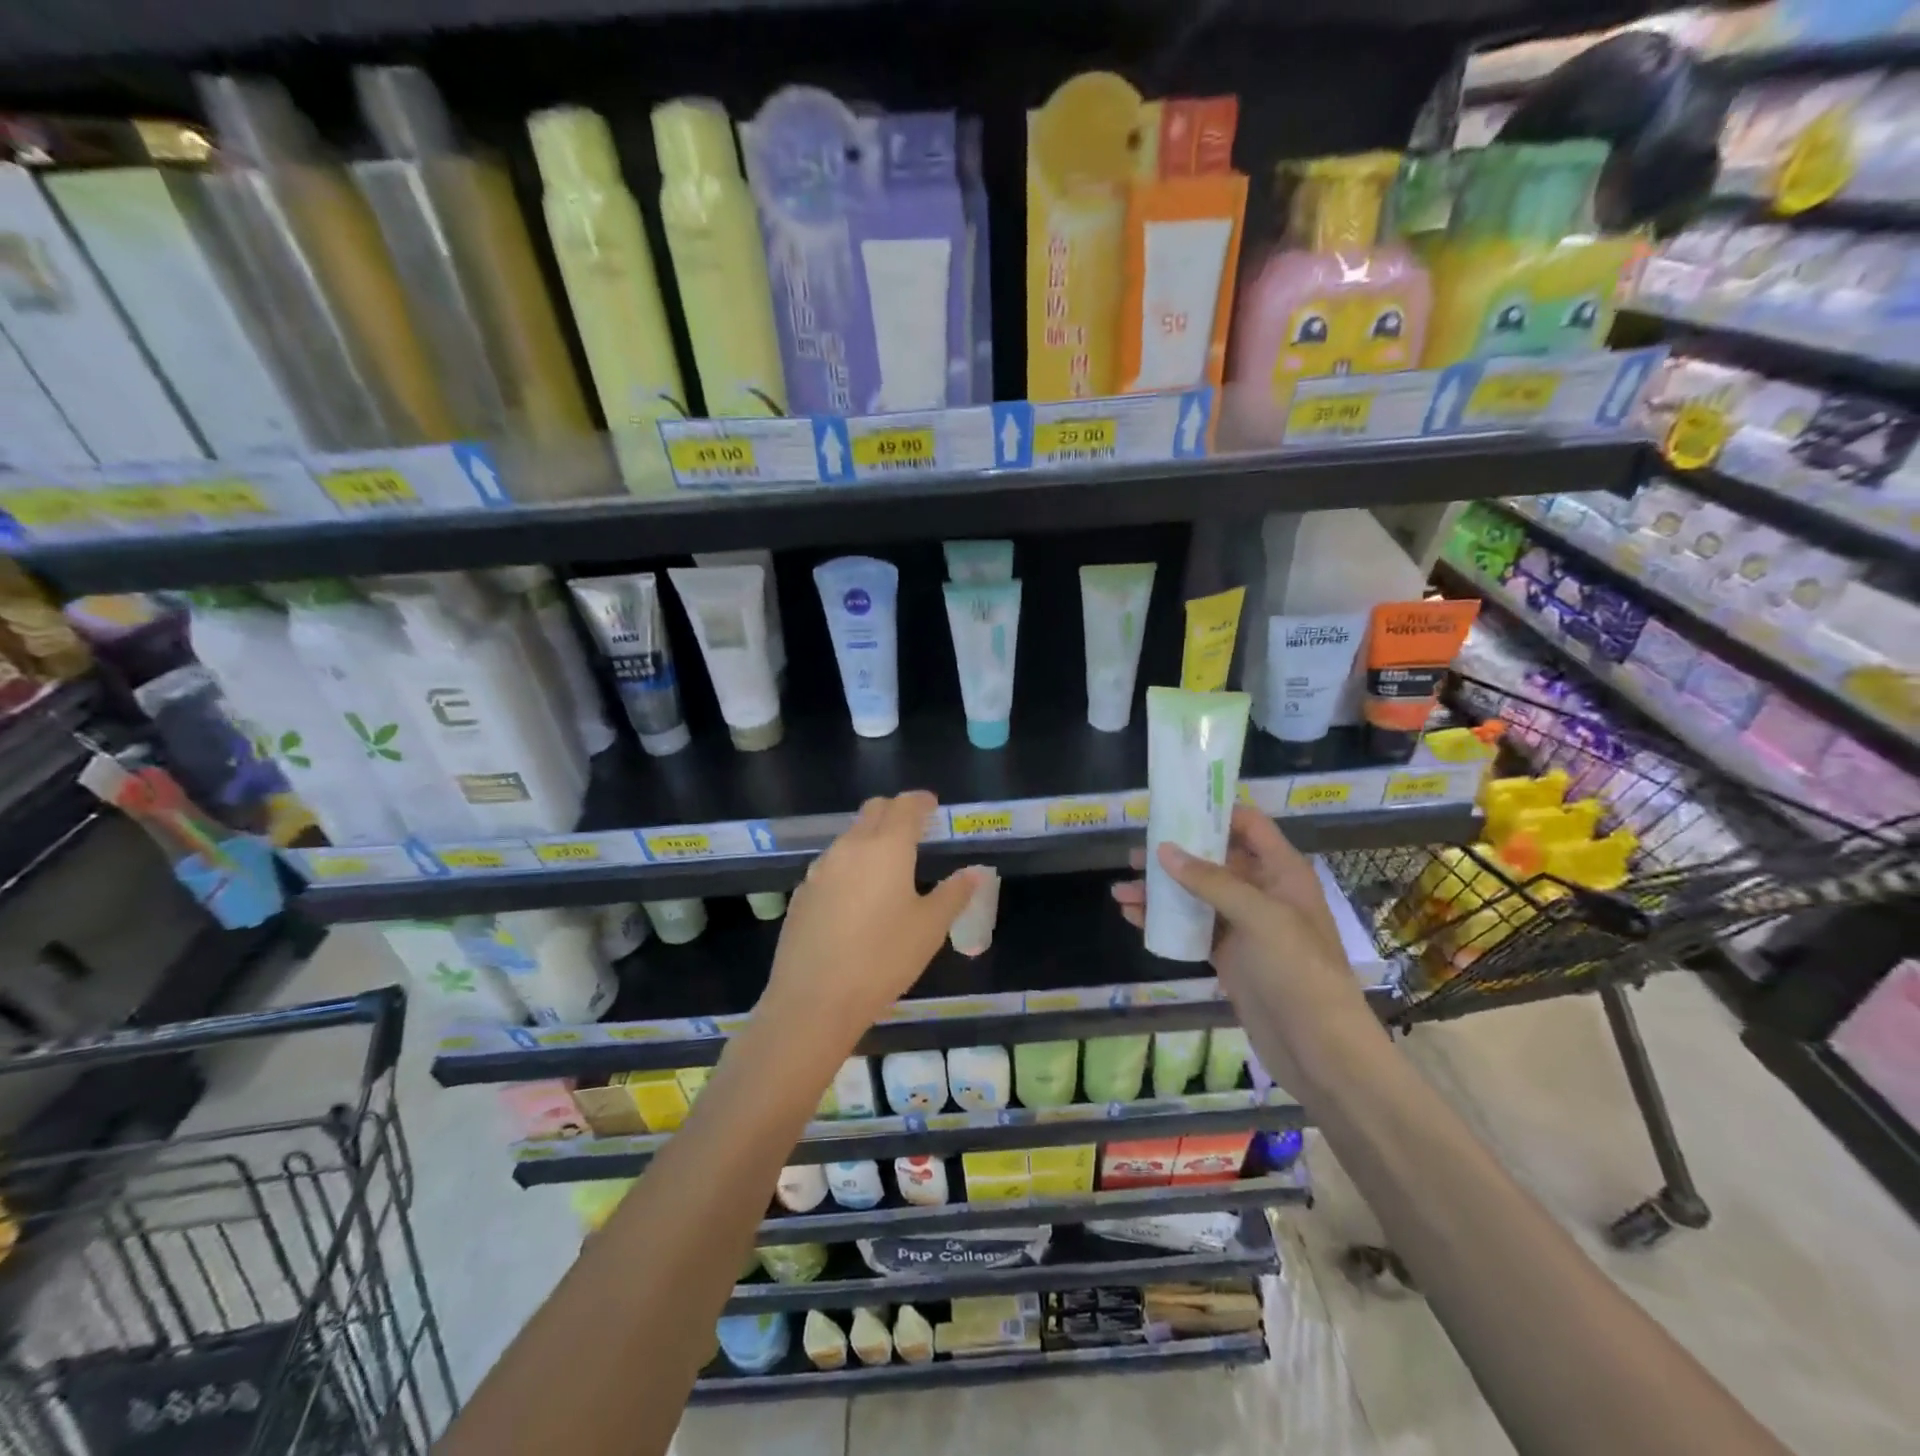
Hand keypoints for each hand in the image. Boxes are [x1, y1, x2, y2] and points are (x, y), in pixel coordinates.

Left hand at [761, 792, 978, 1051]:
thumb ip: (954, 894)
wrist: (814, 999)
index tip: (933, 805)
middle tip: (914, 827)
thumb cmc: (883, 959)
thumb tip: (975, 872)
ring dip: (870, 838)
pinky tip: (857, 896)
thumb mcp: (929, 928)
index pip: (905, 806)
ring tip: (887, 864)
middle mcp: (850, 847)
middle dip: (894, 811)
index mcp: (887, 847)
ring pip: (849, 837)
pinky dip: (850, 865)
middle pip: (873, 811)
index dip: (921, 801)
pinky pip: (831, 865)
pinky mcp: (803, 893)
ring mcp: (820, 869)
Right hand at [1111, 808, 1369, 1087]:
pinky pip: (1191, 927)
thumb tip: (1163, 851)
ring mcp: (1244, 925)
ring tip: (1120, 891)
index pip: (1248, 826)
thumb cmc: (1298, 970)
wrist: (1318, 1047)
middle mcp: (1263, 891)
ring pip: (1196, 895)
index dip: (1213, 812)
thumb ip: (1211, 881)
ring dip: (1160, 891)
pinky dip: (1164, 921)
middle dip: (1174, 855)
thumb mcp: (1259, 916)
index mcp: (1282, 871)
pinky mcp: (1229, 955)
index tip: (1172, 806)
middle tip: (1134, 855)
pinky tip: (1133, 918)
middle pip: (1214, 859)